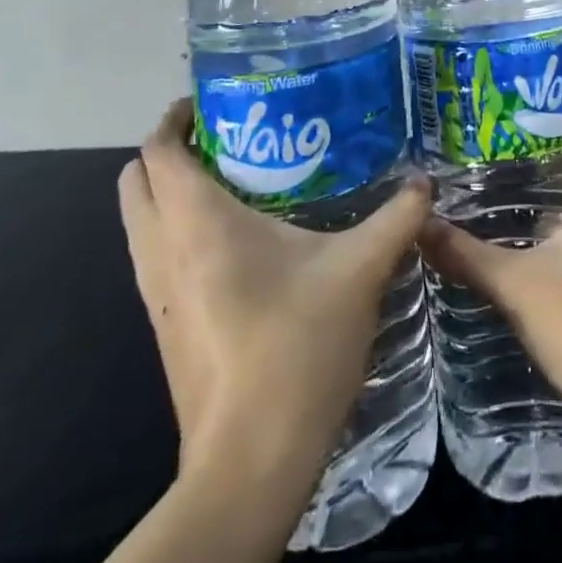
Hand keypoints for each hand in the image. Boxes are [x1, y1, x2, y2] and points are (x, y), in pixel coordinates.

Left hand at [118, 100, 430, 484]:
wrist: (251, 461)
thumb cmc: (297, 347)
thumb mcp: (361, 271)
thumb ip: (397, 218)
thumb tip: (426, 184)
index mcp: (198, 224)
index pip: (159, 151)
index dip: (175, 118)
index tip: (213, 101)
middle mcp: (163, 252)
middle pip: (135, 181)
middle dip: (170, 151)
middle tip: (230, 137)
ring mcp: (156, 294)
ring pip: (139, 221)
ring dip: (171, 192)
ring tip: (237, 180)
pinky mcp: (164, 326)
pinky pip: (156, 256)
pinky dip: (178, 230)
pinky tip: (240, 241)